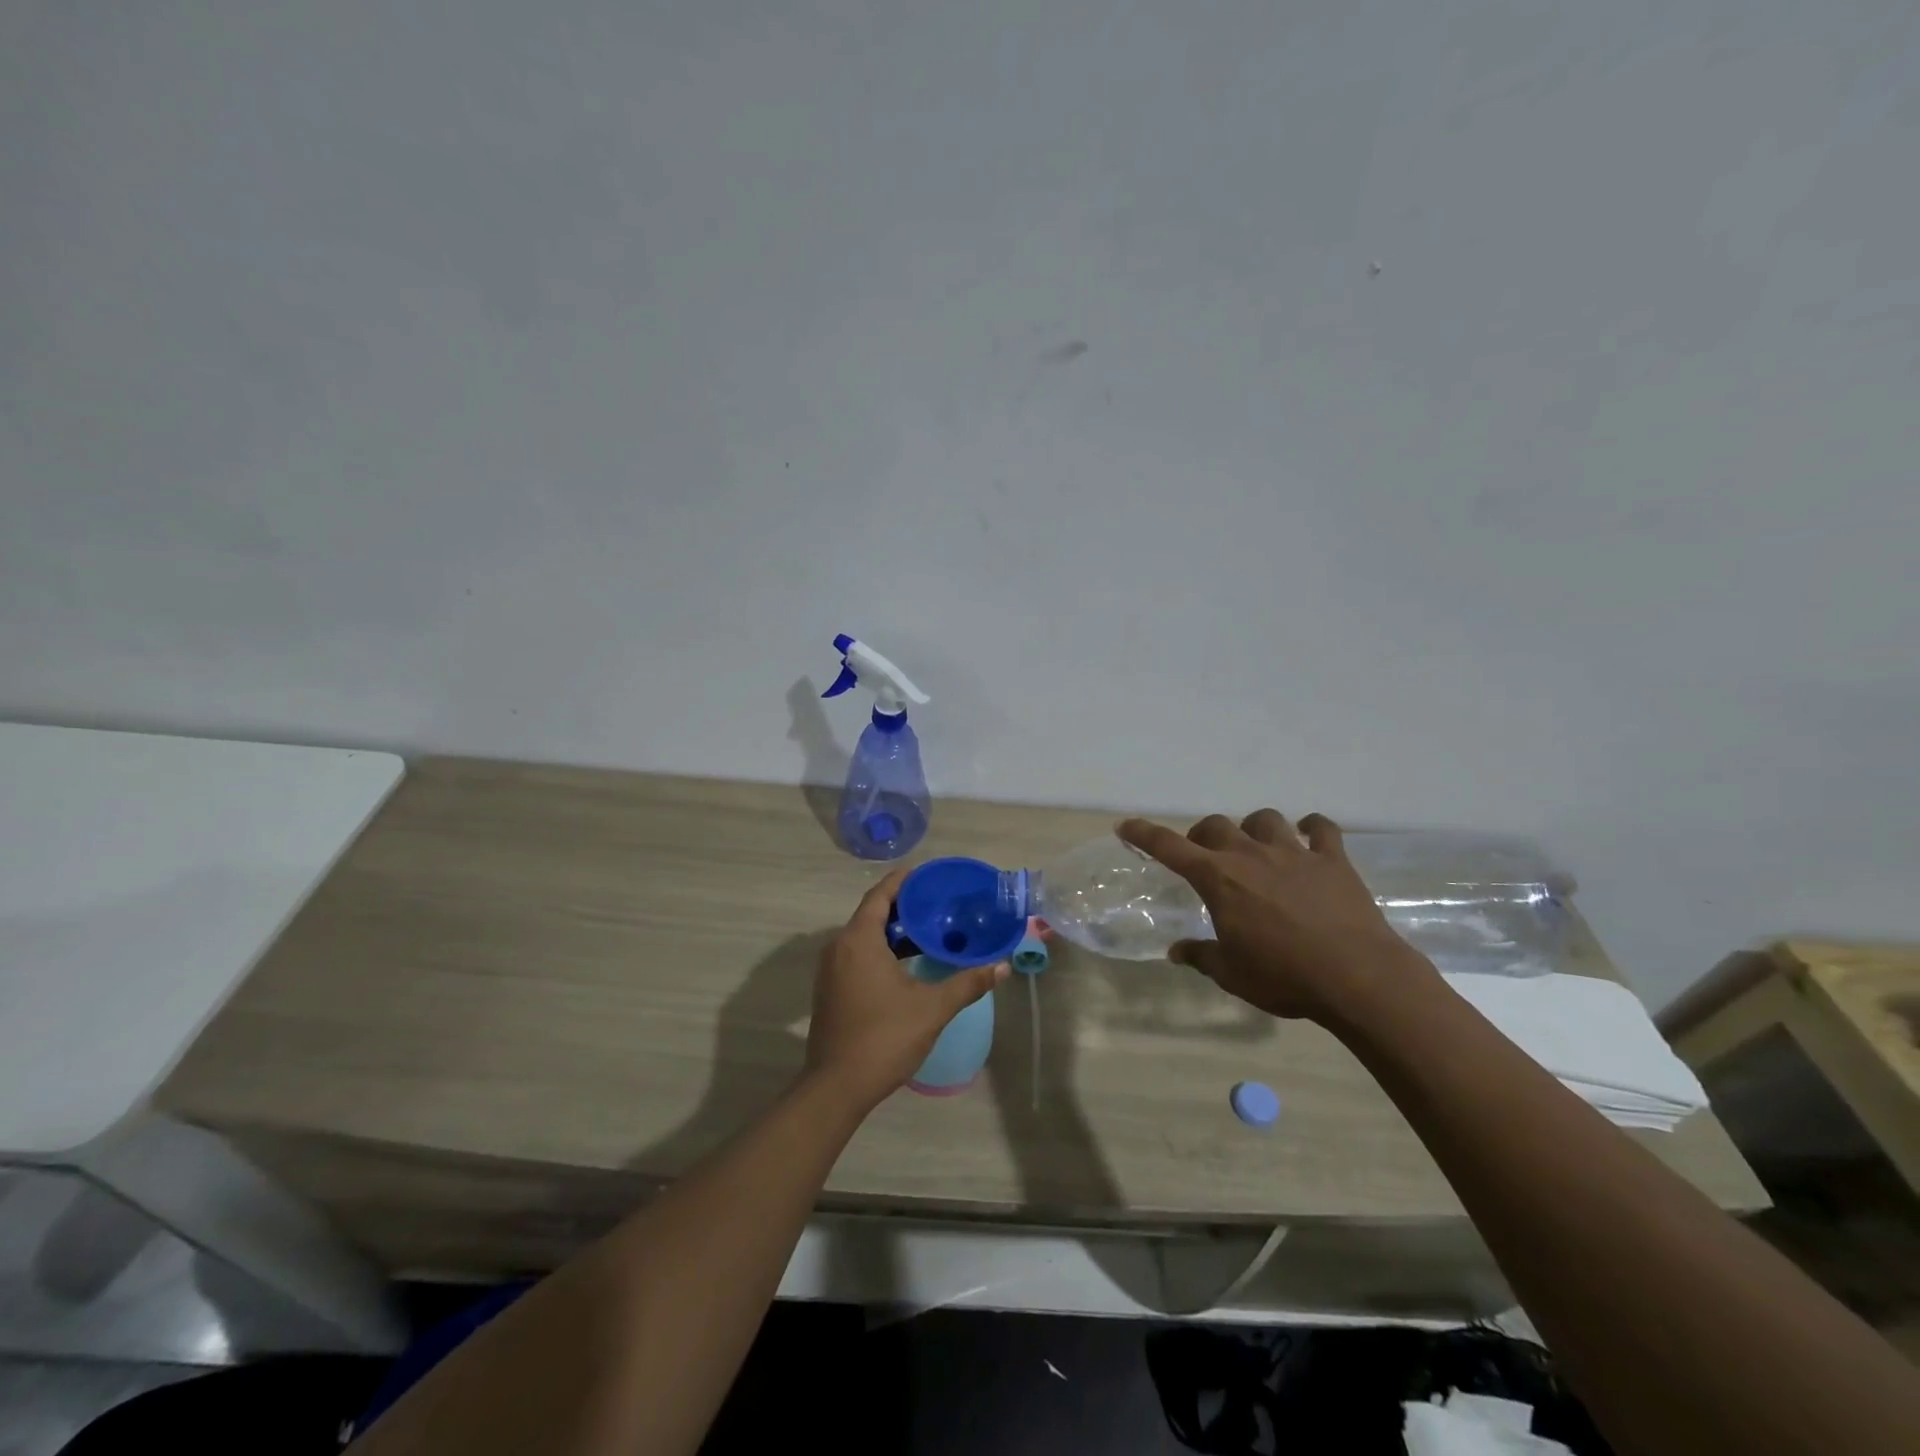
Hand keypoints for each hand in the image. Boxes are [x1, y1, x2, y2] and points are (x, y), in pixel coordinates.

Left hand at [805, 867, 1009, 1109]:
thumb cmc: (884, 1038)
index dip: (905, 880)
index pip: (881, 894)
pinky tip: (907, 963)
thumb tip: (1002, 967)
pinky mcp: (830, 989)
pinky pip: (858, 954)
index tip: (930, 875)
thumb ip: (968, 983)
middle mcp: (840, 946)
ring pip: (864, 936)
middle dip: (905, 906)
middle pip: (873, 912)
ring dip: (894, 931)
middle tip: (939, 904)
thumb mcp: (932, 1008)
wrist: (837, 1087)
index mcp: (859, 940)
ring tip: (930, 931)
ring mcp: (831, 969)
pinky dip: (882, 950)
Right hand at [1117, 810, 1435, 1024]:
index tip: (1125, 826)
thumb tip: (1176, 952)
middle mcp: (1251, 855)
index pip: (1169, 847)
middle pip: (1216, 826)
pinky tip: (1309, 837)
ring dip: (1253, 828)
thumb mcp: (1232, 974)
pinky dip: (1312, 829)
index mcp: (1219, 879)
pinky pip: (1321, 829)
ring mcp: (1294, 853)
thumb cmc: (1284, 977)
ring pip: (1264, 819)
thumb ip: (1201, 956)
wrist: (1357, 978)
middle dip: (1203, 836)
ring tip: (1256, 846)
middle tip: (1206, 857)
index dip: (1143, 834)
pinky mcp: (1332, 860)